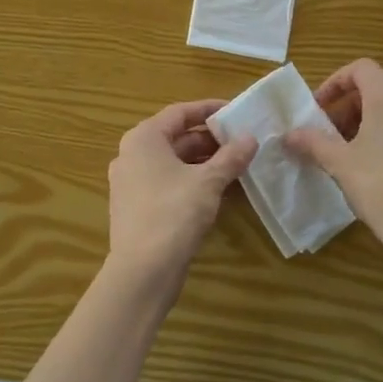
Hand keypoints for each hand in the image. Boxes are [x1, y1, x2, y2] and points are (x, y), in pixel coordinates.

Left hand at [106, 100, 257, 292]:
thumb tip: (251, 138)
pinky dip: (192, 181)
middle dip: (210, 139)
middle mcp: (132, 155)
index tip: (236, 111)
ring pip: (173, 162)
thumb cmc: (173, 214)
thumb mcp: (208, 182)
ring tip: (237, 164)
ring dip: (204, 162)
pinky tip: (219, 190)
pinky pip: (168, 183)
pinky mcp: (137, 207)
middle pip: (176, 137)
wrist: (142, 271)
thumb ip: (230, 157)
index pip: (180, 112)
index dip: (209, 109)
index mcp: (144, 138)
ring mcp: (131, 182)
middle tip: (243, 141)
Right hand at [285, 59, 382, 276]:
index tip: (321, 110)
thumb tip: (290, 134)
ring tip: (362, 158)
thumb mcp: (340, 165)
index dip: (336, 83)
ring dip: (378, 126)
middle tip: (335, 138)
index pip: (360, 69)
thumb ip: (313, 142)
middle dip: (353, 109)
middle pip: (381, 90)